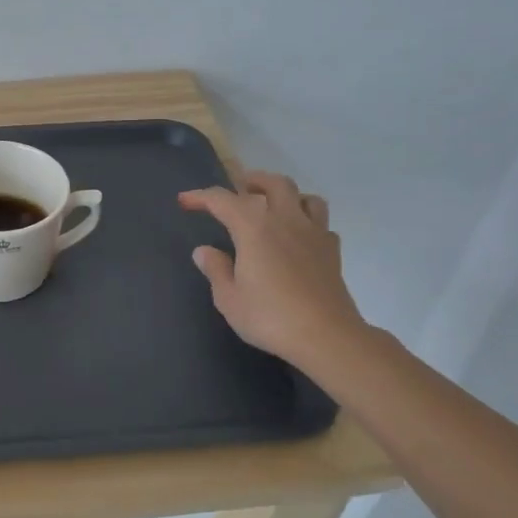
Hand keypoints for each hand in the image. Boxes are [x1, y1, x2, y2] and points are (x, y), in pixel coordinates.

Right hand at [179, 173, 365, 369]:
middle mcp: (286, 220)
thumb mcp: (229, 298)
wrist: (327, 337)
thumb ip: (216, 269)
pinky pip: (320, 223)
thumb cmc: (270, 316)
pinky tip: (298, 237)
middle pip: (274, 183)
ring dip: (286, 196)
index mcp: (254, 227)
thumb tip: (204, 251)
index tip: (185, 201)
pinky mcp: (332, 251)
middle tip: (237, 189)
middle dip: (252, 181)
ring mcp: (314, 234)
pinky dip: (307, 222)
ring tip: (273, 207)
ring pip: (305, 197)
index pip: (223, 199)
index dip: (201, 197)